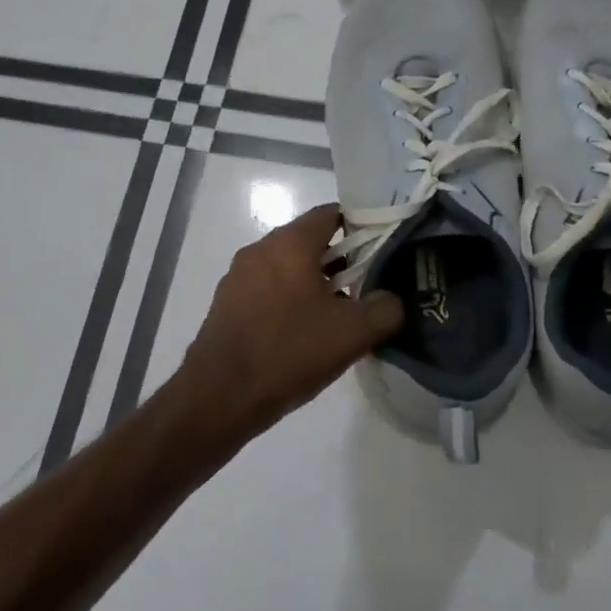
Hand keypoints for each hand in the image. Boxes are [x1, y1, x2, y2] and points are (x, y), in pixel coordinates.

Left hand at [177, 204, 403, 439]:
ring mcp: (239, 276)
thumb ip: (385, 309)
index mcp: (290, 243)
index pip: (332, 214)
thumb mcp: (352, 333)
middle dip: (342, 261)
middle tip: (367, 288)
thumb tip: (391, 299)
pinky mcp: (227, 303)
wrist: (219, 396)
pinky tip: (304, 335)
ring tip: (339, 316)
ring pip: (289, 267)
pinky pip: (268, 290)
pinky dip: (290, 301)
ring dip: (315, 284)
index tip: (382, 250)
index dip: (362, 226)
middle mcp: (261, 249)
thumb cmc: (289, 352)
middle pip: (310, 241)